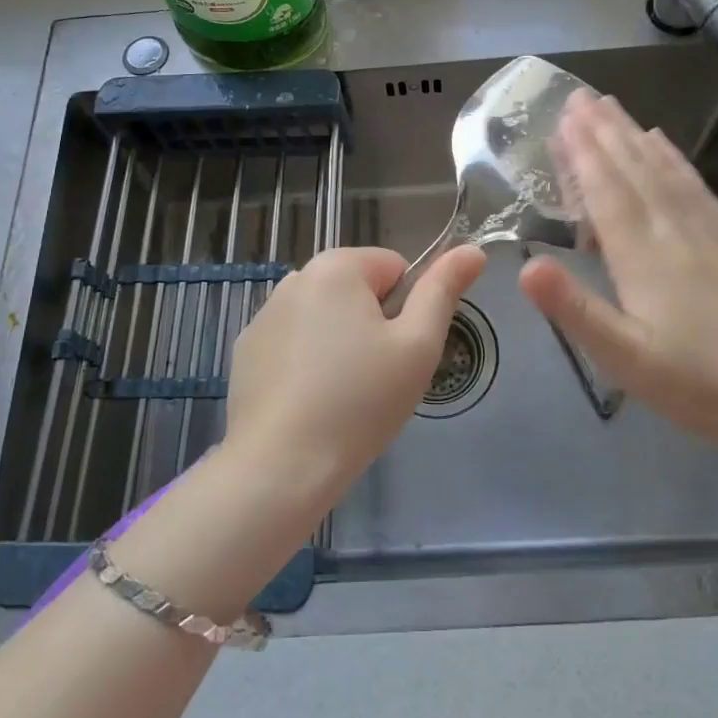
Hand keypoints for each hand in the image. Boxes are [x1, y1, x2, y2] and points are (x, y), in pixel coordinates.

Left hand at [225, 244, 486, 511]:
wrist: (280, 466)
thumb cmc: (360, 401)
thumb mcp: (417, 346)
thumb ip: (444, 290)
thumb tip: (472, 250)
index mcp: (337, 266)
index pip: (395, 267)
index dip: (408, 308)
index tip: (399, 351)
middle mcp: (296, 277)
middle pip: (357, 290)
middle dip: (373, 324)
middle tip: (376, 377)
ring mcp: (264, 314)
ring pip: (325, 317)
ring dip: (340, 342)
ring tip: (343, 395)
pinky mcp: (246, 350)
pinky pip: (294, 342)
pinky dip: (307, 362)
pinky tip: (309, 403)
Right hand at [519, 92, 717, 456]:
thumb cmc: (703, 384)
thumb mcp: (628, 359)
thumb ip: (576, 310)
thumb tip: (526, 267)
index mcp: (643, 257)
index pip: (607, 192)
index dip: (582, 153)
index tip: (563, 116)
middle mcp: (674, 232)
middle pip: (633, 170)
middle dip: (603, 131)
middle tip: (579, 96)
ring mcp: (708, 233)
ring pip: (663, 170)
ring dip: (633, 135)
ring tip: (613, 106)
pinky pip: (695, 186)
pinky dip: (674, 158)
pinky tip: (665, 145)